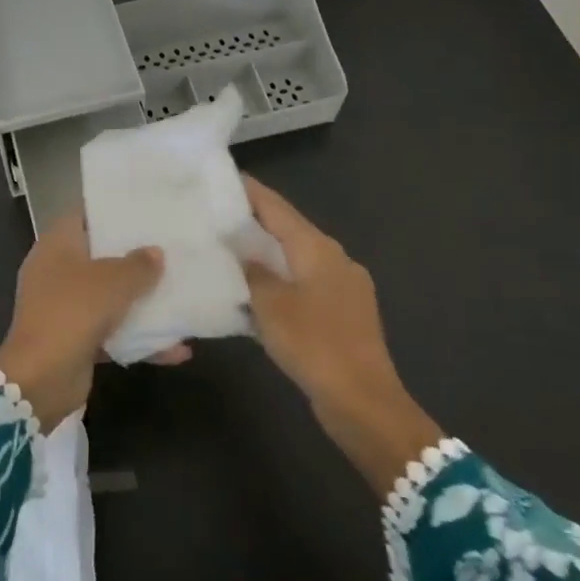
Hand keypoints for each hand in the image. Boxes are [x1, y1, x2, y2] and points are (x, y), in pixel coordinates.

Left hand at [0, 212, 166, 429]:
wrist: (40, 379)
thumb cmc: (72, 312)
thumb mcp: (112, 282)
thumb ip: (138, 265)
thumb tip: (155, 253)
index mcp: (57, 246)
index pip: (83, 215)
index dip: (111, 210)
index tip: (144, 208)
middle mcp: (57, 271)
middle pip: (100, 255)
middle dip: (134, 256)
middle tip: (170, 247)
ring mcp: (65, 307)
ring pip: (109, 296)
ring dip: (141, 301)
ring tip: (180, 294)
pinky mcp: (76, 340)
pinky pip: (113, 333)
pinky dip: (140, 339)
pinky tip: (177, 348)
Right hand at [241, 177, 443, 491]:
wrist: (364, 402)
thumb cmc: (313, 344)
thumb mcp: (270, 305)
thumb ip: (252, 269)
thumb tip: (238, 244)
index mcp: (317, 247)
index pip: (276, 206)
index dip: (249, 191)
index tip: (220, 178)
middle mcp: (335, 258)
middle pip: (288, 230)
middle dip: (254, 222)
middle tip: (215, 217)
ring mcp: (344, 286)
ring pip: (296, 259)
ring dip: (266, 254)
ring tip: (229, 252)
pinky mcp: (344, 313)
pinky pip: (305, 284)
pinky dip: (280, 281)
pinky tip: (257, 293)